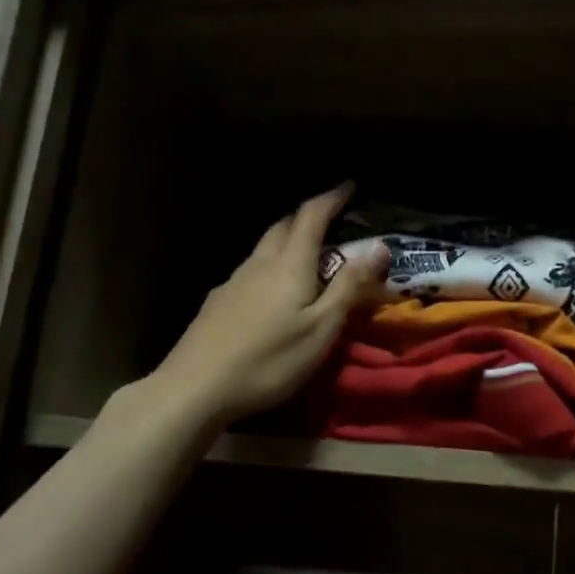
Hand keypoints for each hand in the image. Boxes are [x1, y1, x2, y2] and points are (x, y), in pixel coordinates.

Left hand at [149, 184, 389, 429]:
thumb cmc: (269, 361)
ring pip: (264, 248)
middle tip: (331, 221)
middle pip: (283, 226)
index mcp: (289, 265)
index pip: (312, 216)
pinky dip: (270, 266)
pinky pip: (250, 270)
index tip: (350, 185)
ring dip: (287, 241)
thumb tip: (379, 246)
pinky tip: (272, 291)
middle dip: (308, 217)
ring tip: (307, 255)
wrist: (195, 388)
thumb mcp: (321, 329)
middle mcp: (259, 264)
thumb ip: (350, 287)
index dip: (332, 198)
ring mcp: (233, 281)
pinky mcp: (217, 302)